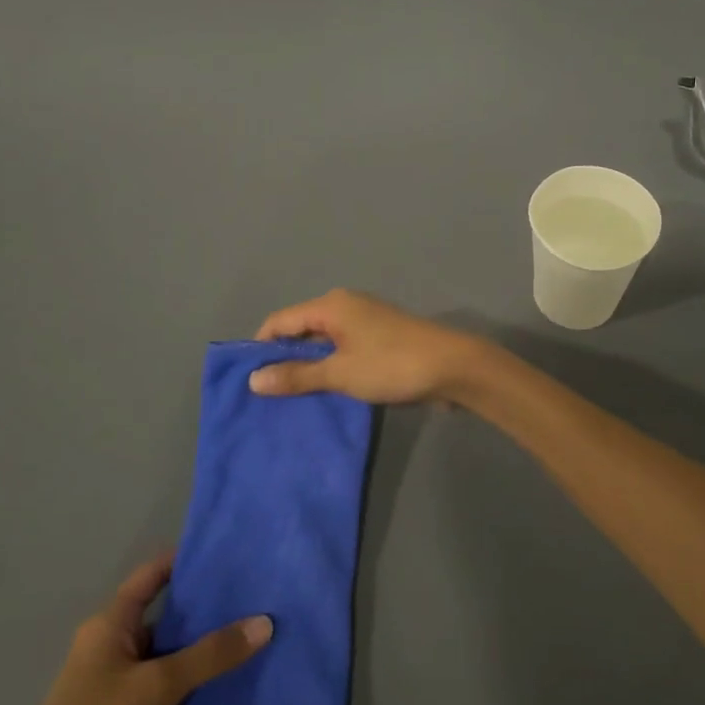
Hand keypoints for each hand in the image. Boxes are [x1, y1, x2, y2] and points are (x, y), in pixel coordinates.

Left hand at [0, 556, 271, 704]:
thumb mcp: (158, 686)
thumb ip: (212, 654)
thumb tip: (265, 622)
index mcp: (109, 625)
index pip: (152, 576)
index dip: (186, 560)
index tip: (230, 552)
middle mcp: (114, 648)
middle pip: (166, 615)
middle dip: (207, 606)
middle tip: (257, 592)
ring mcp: (120, 687)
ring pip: (171, 656)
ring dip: (206, 649)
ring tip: (256, 631)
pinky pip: (169, 690)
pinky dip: (197, 684)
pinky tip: (234, 680)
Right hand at [249, 289, 485, 403]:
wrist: (454, 367)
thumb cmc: (392, 365)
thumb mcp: (340, 374)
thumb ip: (297, 375)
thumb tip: (254, 378)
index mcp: (331, 305)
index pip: (280, 320)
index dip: (261, 347)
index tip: (249, 380)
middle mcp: (346, 306)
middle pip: (301, 329)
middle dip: (285, 359)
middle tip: (268, 395)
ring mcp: (366, 321)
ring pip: (324, 342)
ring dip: (310, 366)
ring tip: (292, 399)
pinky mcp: (381, 338)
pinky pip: (344, 349)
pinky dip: (332, 367)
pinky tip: (326, 392)